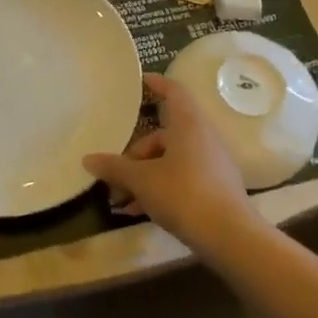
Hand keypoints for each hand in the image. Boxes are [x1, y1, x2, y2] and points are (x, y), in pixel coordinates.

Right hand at [82, 74, 258, 252]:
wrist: (230, 236)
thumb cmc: (183, 194)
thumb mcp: (142, 180)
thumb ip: (115, 168)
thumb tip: (88, 159)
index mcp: (188, 124)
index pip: (173, 92)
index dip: (157, 84)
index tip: (140, 81)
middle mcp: (202, 137)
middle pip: (163, 135)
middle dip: (134, 156)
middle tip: (113, 176)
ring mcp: (211, 163)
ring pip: (169, 161)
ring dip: (143, 177)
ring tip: (121, 202)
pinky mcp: (215, 187)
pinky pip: (180, 178)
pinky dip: (159, 189)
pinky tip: (139, 212)